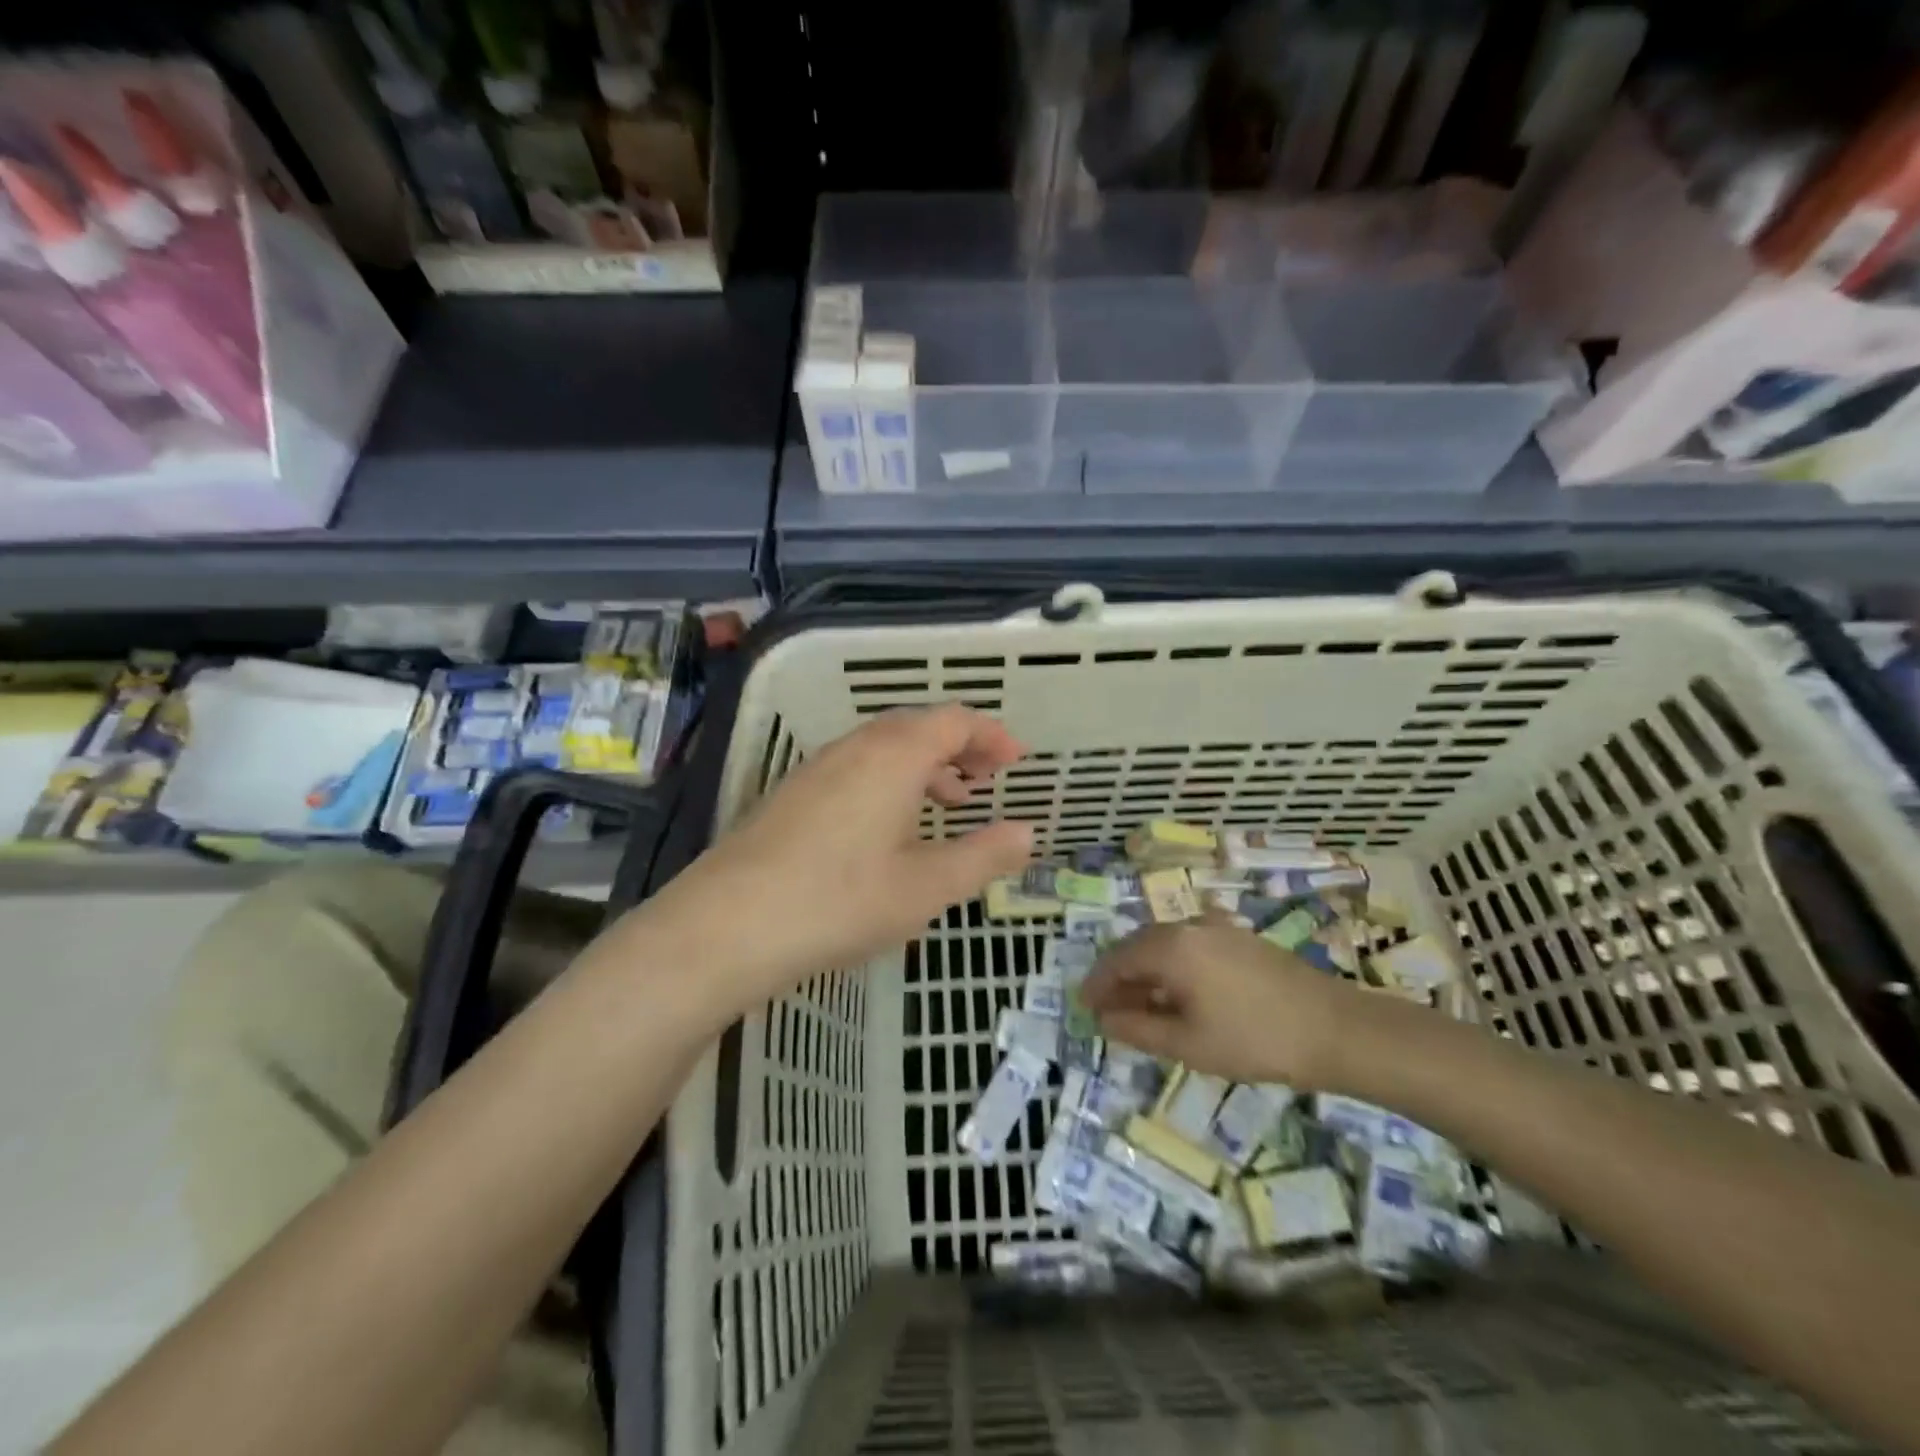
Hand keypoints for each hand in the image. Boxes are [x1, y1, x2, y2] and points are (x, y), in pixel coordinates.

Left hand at [638, 705, 1032, 1003]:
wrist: (725, 926)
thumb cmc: (839, 902)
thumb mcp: (926, 888)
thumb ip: (982, 856)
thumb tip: (1027, 832)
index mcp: (894, 755)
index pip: (953, 721)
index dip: (990, 735)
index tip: (1016, 760)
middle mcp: (854, 748)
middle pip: (917, 727)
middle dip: (958, 747)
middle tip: (986, 779)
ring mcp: (816, 769)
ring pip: (882, 748)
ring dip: (922, 766)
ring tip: (946, 803)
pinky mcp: (790, 795)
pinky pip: (855, 769)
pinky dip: (888, 782)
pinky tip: (887, 828)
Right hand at [1080, 919, 1354, 1086]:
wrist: (1334, 1029)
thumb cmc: (1253, 1040)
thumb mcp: (1187, 1044)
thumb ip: (1138, 1029)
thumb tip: (1103, 1019)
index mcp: (1170, 947)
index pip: (1117, 960)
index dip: (1097, 985)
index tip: (1084, 1008)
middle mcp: (1188, 926)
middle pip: (1138, 946)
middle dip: (1120, 977)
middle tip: (1110, 1010)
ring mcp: (1217, 928)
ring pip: (1165, 944)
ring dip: (1146, 972)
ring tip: (1143, 1006)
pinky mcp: (1239, 938)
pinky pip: (1189, 945)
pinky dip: (1173, 967)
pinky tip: (1180, 994)